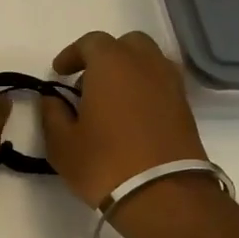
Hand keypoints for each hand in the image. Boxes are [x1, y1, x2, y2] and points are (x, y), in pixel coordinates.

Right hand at [39, 30, 207, 207]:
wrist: (163, 195)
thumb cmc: (104, 163)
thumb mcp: (61, 143)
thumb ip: (52, 113)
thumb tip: (53, 99)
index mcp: (112, 64)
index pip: (90, 42)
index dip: (72, 54)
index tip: (59, 73)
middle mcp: (145, 64)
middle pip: (127, 44)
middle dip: (105, 56)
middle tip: (87, 82)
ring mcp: (171, 85)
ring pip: (149, 61)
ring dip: (129, 71)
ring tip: (111, 99)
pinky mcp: (186, 108)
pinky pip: (162, 84)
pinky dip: (145, 89)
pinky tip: (131, 116)